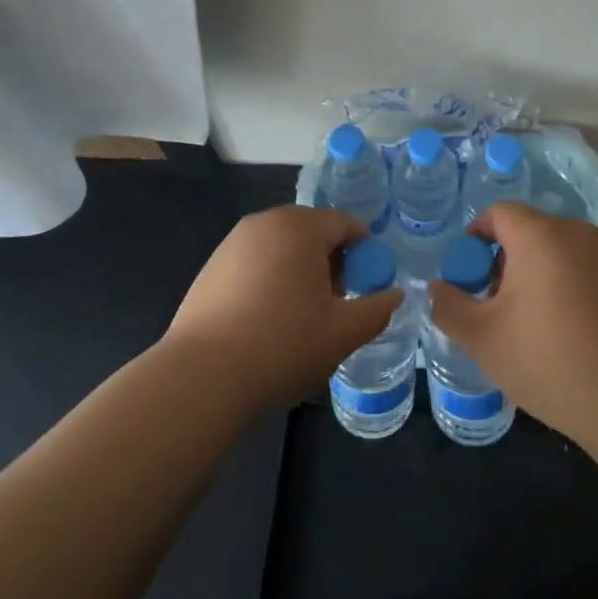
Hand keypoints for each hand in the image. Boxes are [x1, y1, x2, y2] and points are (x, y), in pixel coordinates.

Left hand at [163, 206, 404, 412]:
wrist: (202, 376)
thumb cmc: (282, 346)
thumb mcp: (344, 332)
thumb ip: (378, 308)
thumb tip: (394, 294)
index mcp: (300, 226)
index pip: (346, 223)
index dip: (365, 252)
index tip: (368, 287)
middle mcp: (265, 222)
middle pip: (313, 231)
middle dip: (332, 262)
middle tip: (336, 304)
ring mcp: (233, 242)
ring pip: (283, 247)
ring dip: (301, 271)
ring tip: (302, 317)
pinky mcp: (212, 266)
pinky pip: (256, 261)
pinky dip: (271, 280)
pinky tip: (267, 321)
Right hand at [426, 202, 597, 441]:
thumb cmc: (548, 359)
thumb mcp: (482, 339)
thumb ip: (449, 306)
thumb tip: (438, 289)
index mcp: (540, 236)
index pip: (498, 213)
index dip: (476, 238)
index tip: (469, 278)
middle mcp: (578, 234)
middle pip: (530, 232)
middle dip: (505, 263)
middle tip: (496, 308)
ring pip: (560, 254)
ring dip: (539, 277)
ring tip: (533, 327)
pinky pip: (588, 274)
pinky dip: (571, 291)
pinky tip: (572, 336)